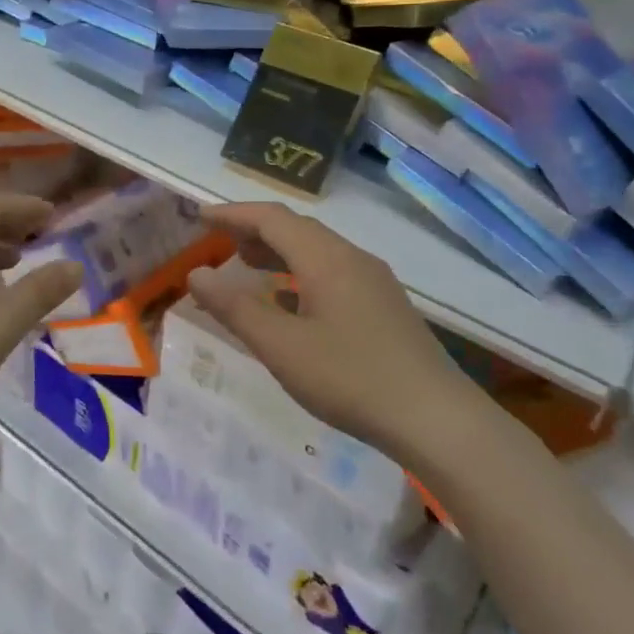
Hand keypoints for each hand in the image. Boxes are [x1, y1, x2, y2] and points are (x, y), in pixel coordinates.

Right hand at [188, 202, 482, 455]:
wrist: (437, 419)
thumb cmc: (351, 379)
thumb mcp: (282, 348)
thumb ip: (235, 309)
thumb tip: (196, 275)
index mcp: (326, 259)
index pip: (272, 218)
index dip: (232, 214)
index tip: (199, 216)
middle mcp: (352, 258)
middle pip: (296, 229)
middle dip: (254, 229)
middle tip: (218, 240)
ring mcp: (373, 281)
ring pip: (317, 250)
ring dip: (278, 251)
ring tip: (247, 265)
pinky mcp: (384, 305)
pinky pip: (332, 272)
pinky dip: (300, 273)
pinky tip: (290, 301)